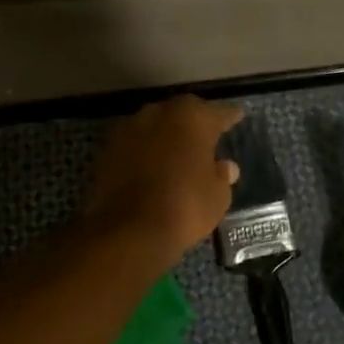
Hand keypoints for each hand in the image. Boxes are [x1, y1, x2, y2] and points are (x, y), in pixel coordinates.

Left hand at [81, 94, 242, 261]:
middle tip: (204, 137)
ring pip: (155, 125)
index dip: (229, 117)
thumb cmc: (184, 208)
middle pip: (183, 113)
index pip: (219, 112)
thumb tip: (224, 167)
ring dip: (165, 135)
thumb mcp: (217, 196)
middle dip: (193, 124)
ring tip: (175, 153)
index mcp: (193, 118)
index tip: (237, 116)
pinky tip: (150, 166)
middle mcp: (160, 112)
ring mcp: (129, 127)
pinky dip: (143, 151)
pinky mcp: (107, 147)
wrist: (127, 230)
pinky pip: (134, 143)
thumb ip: (221, 176)